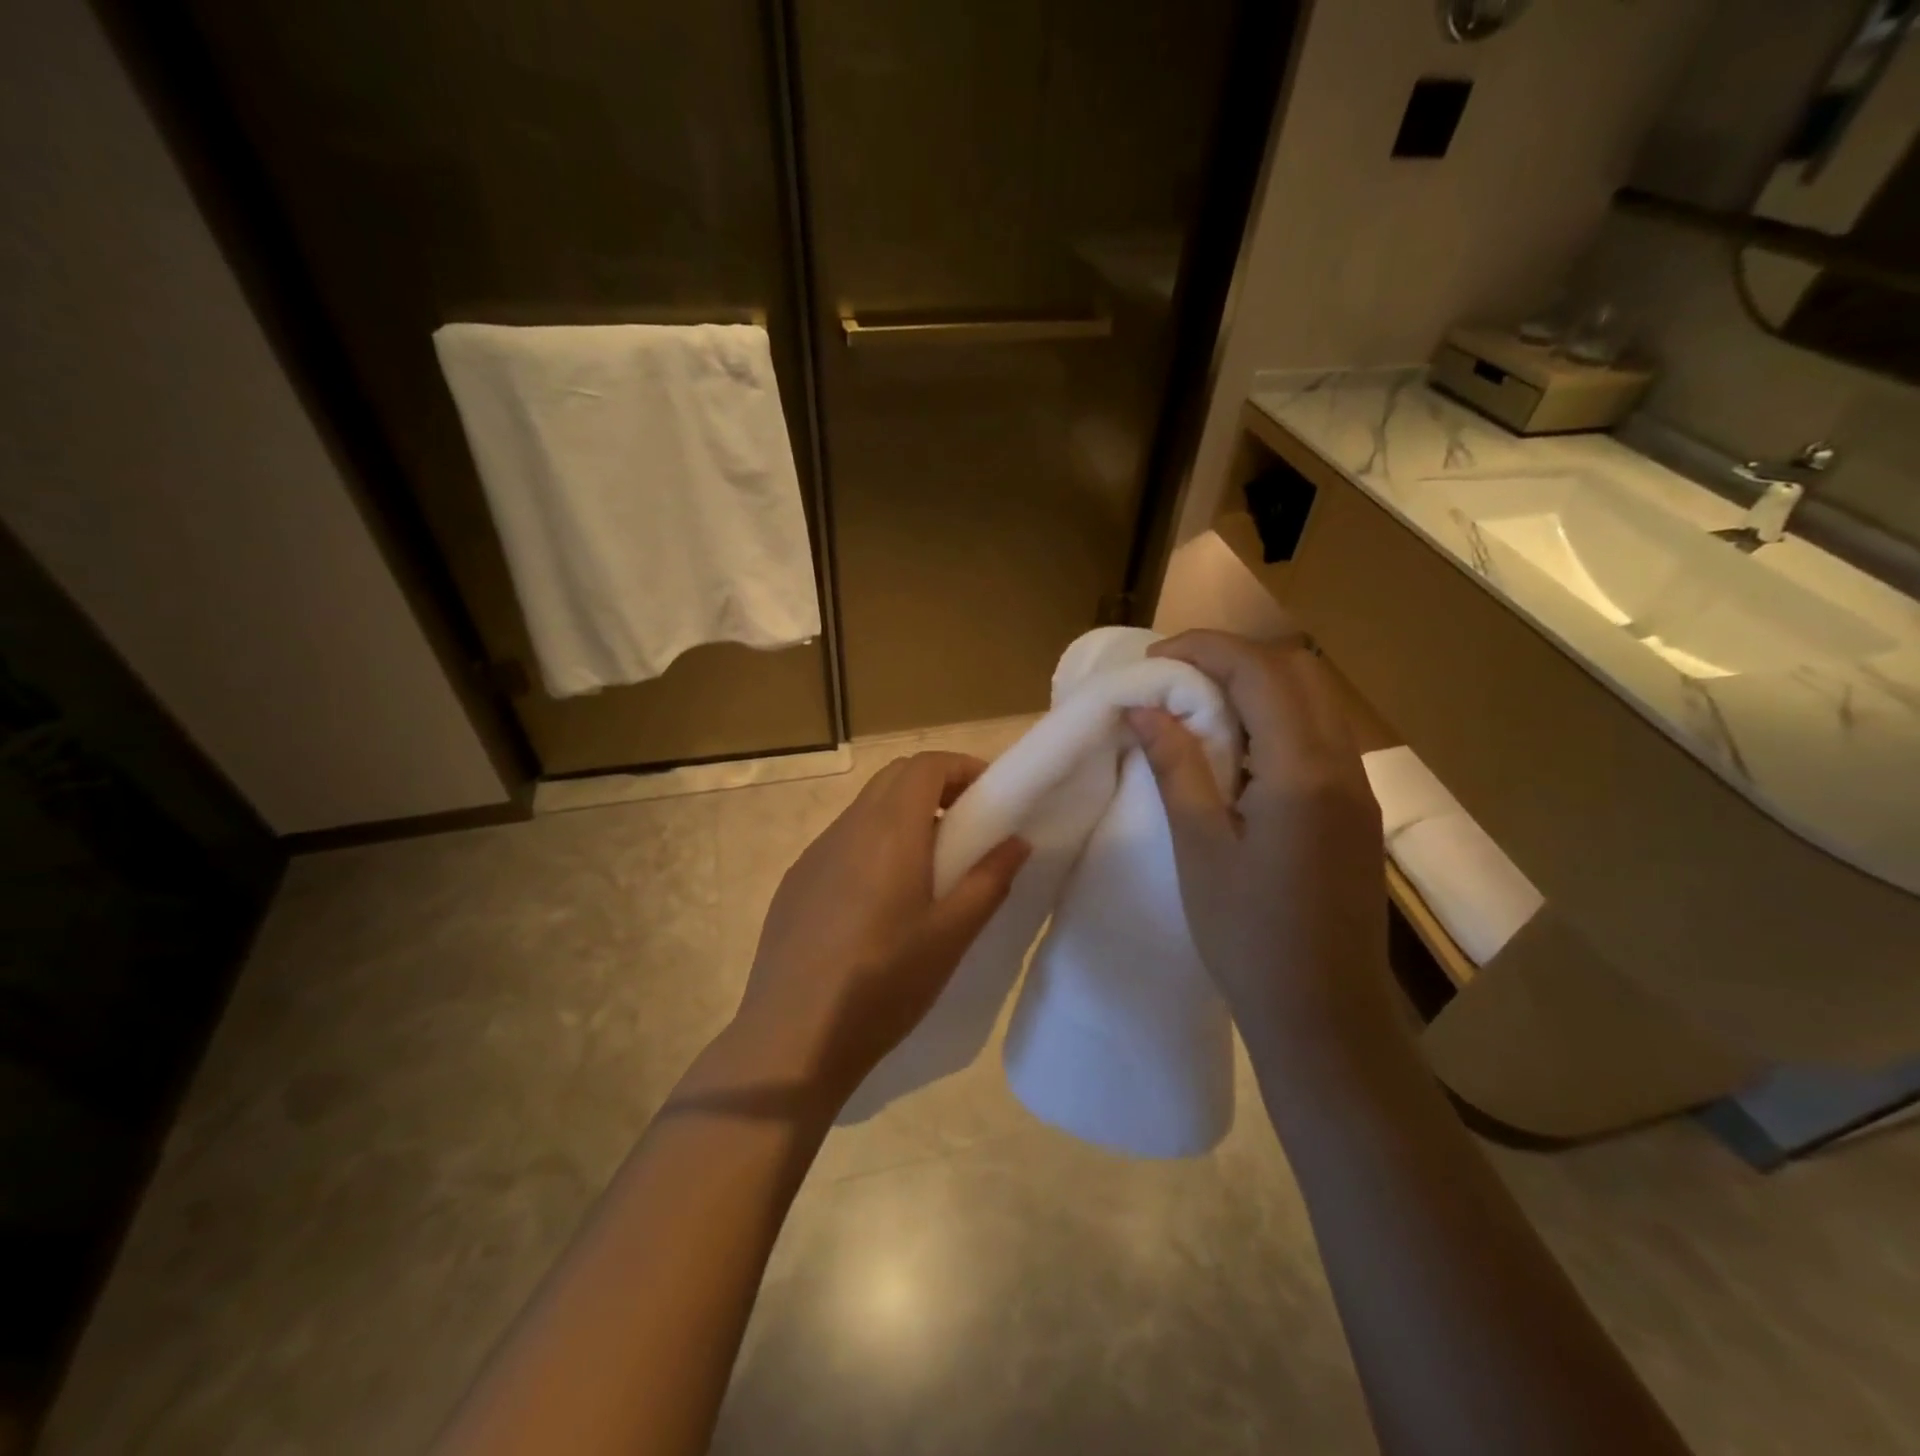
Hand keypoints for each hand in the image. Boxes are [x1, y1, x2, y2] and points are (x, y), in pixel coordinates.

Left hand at [730, 752, 1029, 1108]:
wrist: (792, 1037)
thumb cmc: (884, 984)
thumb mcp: (951, 936)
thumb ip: (989, 880)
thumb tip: (1017, 841)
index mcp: (890, 831)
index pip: (926, 765)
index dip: (962, 767)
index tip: (991, 796)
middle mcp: (848, 828)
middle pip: (895, 777)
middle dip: (936, 785)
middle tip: (968, 824)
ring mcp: (815, 854)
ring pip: (866, 809)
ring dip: (903, 815)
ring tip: (929, 866)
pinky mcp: (796, 881)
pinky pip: (842, 842)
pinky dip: (873, 843)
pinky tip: (880, 900)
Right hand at [1126, 629, 1387, 1051]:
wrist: (1323, 1015)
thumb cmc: (1248, 936)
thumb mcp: (1201, 848)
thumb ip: (1177, 767)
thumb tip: (1144, 709)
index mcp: (1303, 771)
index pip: (1259, 671)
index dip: (1203, 650)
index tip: (1154, 660)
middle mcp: (1343, 765)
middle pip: (1297, 671)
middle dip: (1233, 659)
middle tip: (1176, 680)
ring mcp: (1357, 788)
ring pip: (1313, 701)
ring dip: (1256, 687)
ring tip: (1198, 710)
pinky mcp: (1355, 811)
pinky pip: (1318, 736)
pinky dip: (1275, 720)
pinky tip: (1238, 753)